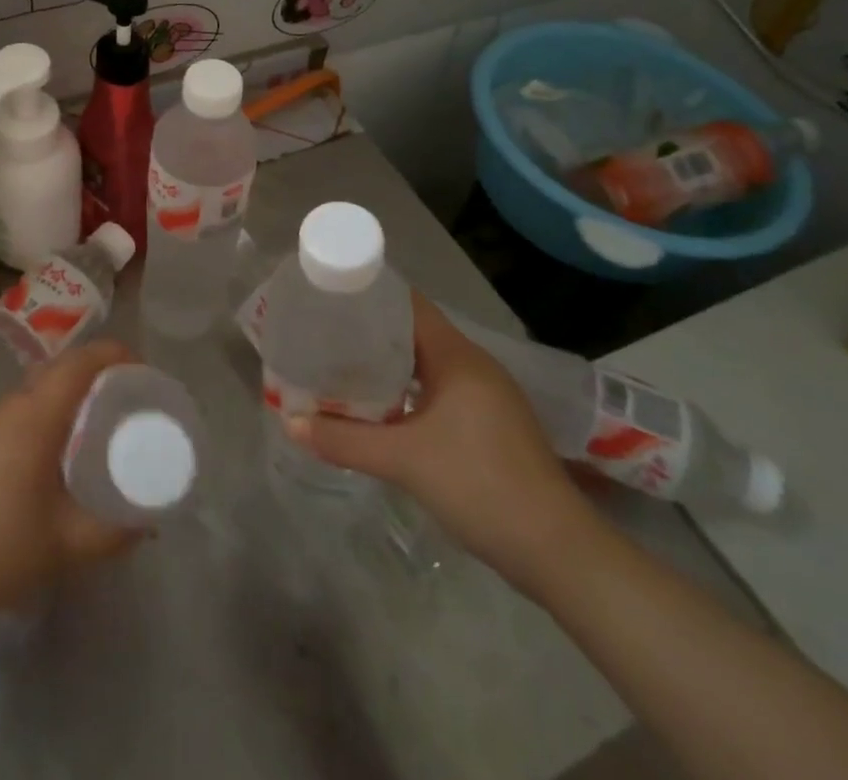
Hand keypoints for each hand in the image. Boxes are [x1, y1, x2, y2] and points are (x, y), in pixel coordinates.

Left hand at [0, 340, 139, 625]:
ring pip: (41, 385)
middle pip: (62, 367)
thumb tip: (149, 520)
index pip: (79, 362)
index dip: (114, 354)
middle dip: (99, 371)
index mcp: (35, 415)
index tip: (144, 371)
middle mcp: (12, 405)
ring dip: (74, 390)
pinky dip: (52, 407)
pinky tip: (62, 446)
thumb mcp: (66, 545)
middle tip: (130, 397)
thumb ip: (114, 532)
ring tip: (103, 419)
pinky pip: (25, 404)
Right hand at [287, 292, 598, 590]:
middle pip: (413, 332)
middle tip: (324, 336)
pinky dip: (407, 391)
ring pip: (425, 364)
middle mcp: (473, 364)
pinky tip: (381, 409)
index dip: (368, 296)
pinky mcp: (490, 423)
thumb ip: (344, 440)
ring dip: (388, 365)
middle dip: (369, 333)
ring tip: (342, 368)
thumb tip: (290, 422)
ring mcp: (486, 395)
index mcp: (456, 356)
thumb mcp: (404, 462)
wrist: (557, 551)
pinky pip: (438, 389)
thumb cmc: (480, 486)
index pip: (407, 304)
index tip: (328, 298)